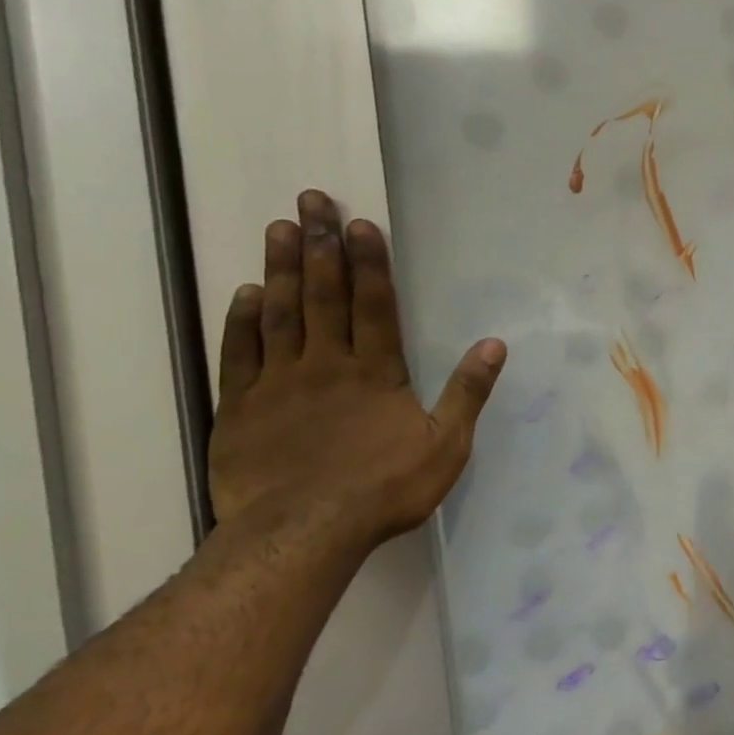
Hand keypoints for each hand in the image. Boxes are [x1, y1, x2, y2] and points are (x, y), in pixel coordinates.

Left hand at [208, 189, 506, 549]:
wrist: (303, 533)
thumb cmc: (384, 489)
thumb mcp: (446, 445)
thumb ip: (467, 392)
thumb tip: (494, 344)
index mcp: (375, 372)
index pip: (373, 305)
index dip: (368, 263)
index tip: (359, 223)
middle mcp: (325, 364)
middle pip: (323, 295)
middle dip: (320, 246)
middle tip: (311, 201)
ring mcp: (278, 383)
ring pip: (280, 314)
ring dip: (281, 269)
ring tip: (280, 228)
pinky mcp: (240, 407)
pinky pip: (239, 353)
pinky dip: (242, 320)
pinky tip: (245, 293)